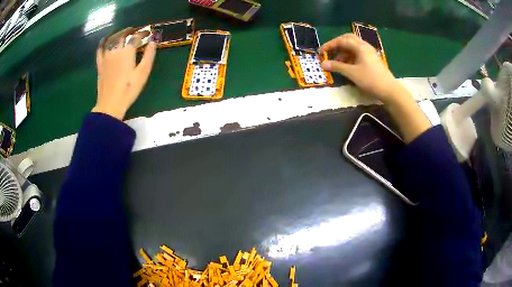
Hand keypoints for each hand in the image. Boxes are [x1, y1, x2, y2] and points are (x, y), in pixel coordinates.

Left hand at [93, 29, 156, 119]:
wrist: (110, 104)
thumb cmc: (129, 89)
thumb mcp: (143, 73)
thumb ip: (149, 55)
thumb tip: (153, 42)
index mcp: (128, 51)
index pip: (136, 36)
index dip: (143, 33)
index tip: (148, 33)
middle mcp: (116, 50)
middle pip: (123, 35)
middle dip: (130, 31)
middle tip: (135, 31)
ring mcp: (106, 57)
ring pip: (112, 39)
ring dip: (118, 34)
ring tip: (123, 33)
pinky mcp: (100, 64)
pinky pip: (100, 50)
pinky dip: (102, 43)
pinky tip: (105, 40)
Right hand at [320, 33, 407, 103]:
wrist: (389, 90)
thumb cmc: (370, 80)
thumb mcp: (352, 73)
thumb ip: (337, 67)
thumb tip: (323, 64)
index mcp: (360, 47)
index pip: (342, 40)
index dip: (330, 45)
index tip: (321, 52)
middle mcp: (365, 46)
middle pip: (348, 39)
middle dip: (337, 44)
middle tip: (330, 52)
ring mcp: (369, 52)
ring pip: (353, 46)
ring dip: (344, 51)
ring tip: (338, 62)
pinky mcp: (372, 59)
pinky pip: (358, 53)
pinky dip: (350, 56)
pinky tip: (348, 65)